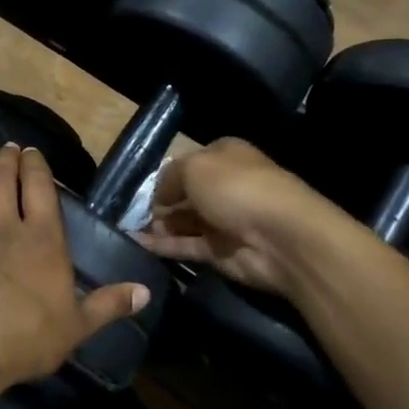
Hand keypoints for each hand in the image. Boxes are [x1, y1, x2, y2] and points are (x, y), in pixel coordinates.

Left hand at [0, 144, 149, 391]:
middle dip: (6, 161)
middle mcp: (4, 230)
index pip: (40, 189)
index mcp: (42, 240)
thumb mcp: (78, 325)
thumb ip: (109, 304)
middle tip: (6, 148)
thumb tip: (145, 291)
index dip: (36, 166)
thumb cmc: (29, 337)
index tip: (31, 150)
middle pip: (3, 184)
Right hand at [135, 138, 324, 293]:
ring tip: (128, 229)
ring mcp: (224, 221)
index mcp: (224, 157)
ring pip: (184, 222)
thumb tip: (159, 196)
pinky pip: (186, 246)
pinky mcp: (220, 252)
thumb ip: (169, 177)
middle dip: (159, 203)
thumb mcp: (194, 166)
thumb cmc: (236, 188)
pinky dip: (163, 246)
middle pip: (186, 194)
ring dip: (158, 225)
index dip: (166, 174)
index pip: (190, 162)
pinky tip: (137, 245)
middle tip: (129, 212)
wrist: (279, 237)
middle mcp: (225, 186)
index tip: (141, 188)